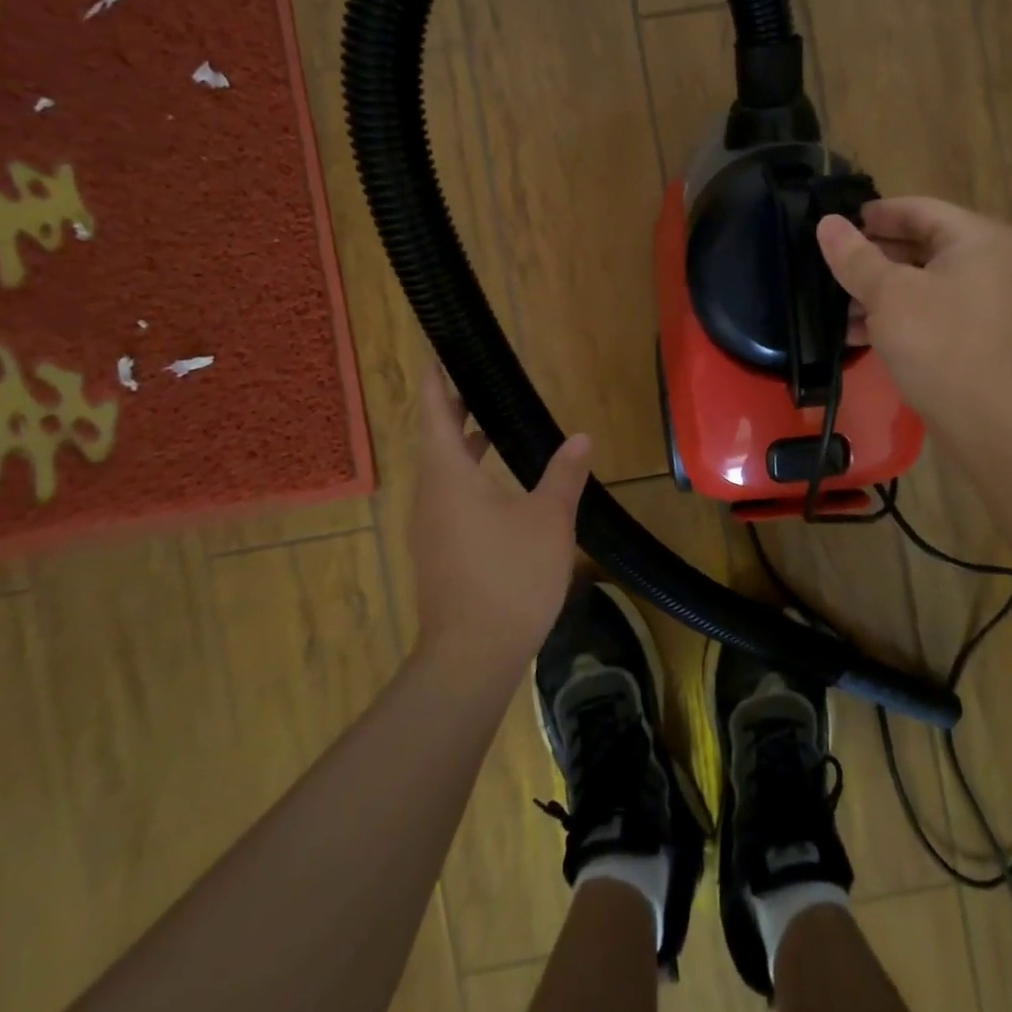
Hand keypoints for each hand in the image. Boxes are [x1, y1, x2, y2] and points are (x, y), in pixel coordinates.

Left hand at [407, 363, 591, 670]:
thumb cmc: (510, 576)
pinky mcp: (440, 552)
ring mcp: (431, 528)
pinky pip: (448, 498)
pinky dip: (466, 476)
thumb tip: (581, 437)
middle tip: (475, 382)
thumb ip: (564, 474)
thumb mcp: (549, 519)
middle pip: (434, 441)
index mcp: (449, 478)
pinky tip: (498, 486)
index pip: (434, 416)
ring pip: (441, 472)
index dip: (436, 383)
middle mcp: (431, 497)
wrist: (472, 655)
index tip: (438, 356)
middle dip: (452, 410)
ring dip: (460, 445)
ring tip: (489, 425)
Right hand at [816, 197, 1011, 445]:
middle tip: (829, 266)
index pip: (917, 209)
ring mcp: (989, 302)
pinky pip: (932, 312)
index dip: (873, 215)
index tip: (835, 225)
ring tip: (836, 306)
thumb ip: (855, 257)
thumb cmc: (941, 345)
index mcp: (979, 238)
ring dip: (879, 292)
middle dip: (872, 258)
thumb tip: (827, 223)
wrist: (993, 424)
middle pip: (921, 245)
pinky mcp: (980, 337)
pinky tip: (858, 334)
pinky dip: (898, 316)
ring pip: (923, 282)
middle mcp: (991, 262)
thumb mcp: (889, 295)